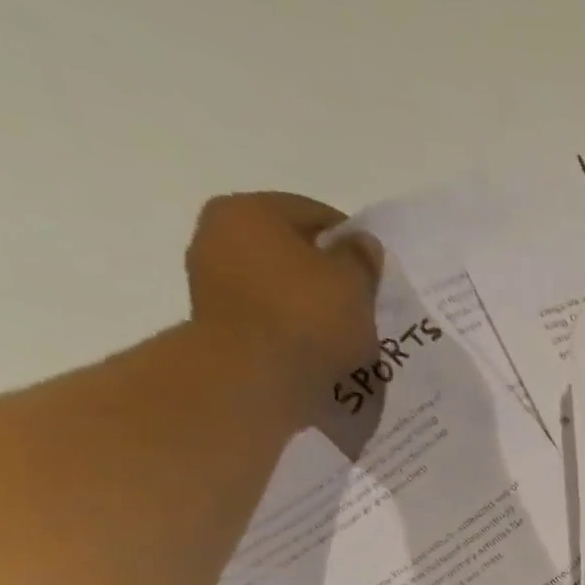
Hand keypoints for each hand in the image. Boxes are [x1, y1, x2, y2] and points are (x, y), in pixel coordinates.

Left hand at [184, 192, 382, 409]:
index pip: (315, 213)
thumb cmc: (308, 316)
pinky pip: (264, 310)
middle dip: (325, 271)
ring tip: (339, 328)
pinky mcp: (214, 316)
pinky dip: (288, 321)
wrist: (254, 375)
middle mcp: (219, 231)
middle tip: (359, 300)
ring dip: (305, 298)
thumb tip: (360, 242)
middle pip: (289, 246)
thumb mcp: (354, 283)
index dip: (351, 241)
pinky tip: (313, 343)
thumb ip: (361, 258)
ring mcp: (210, 275)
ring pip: (275, 279)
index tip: (375, 271)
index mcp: (251, 209)